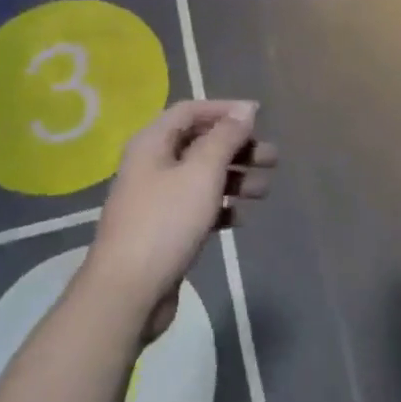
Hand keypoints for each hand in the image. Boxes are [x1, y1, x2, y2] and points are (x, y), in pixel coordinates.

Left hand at [85, 100, 275, 337]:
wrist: (128, 291)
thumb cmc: (166, 222)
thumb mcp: (201, 173)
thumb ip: (225, 138)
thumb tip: (245, 109)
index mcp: (152, 143)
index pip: (190, 111)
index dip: (225, 110)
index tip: (259, 117)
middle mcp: (151, 165)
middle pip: (199, 144)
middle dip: (236, 148)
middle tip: (272, 159)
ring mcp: (156, 199)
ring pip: (201, 177)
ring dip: (233, 178)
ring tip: (264, 189)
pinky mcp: (163, 230)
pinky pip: (196, 207)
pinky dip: (220, 206)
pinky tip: (240, 217)